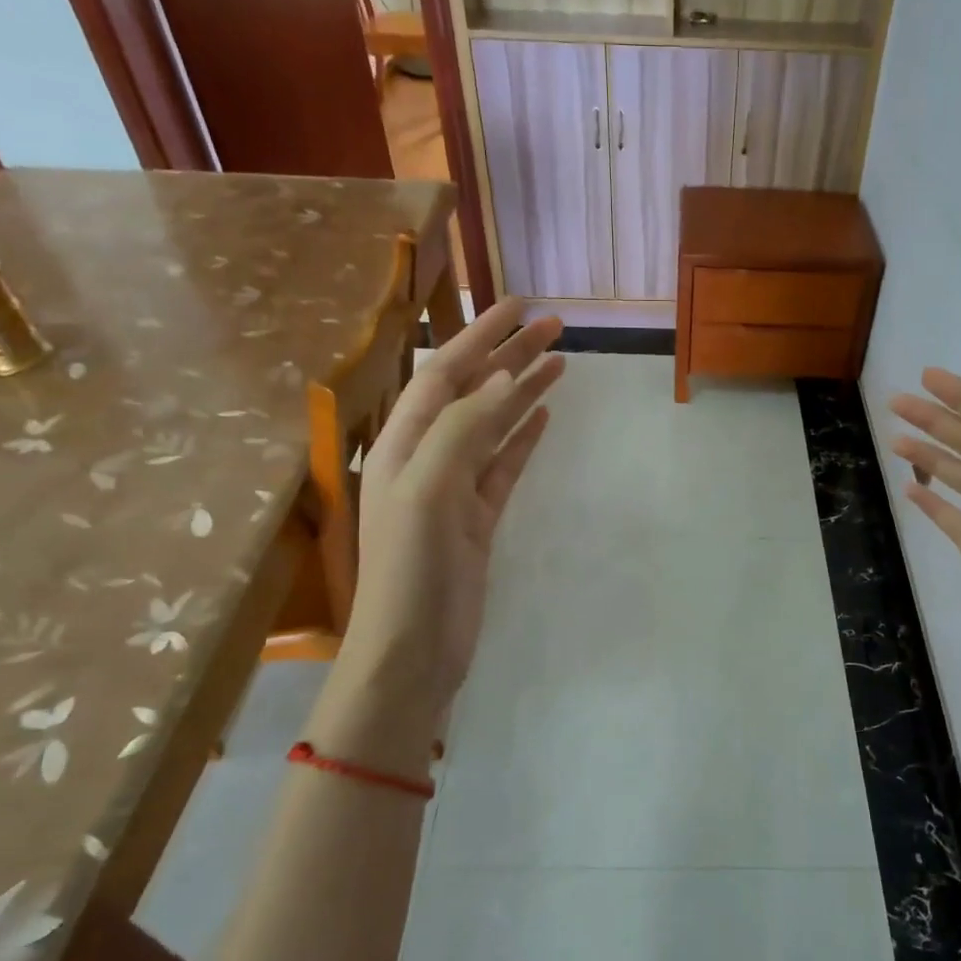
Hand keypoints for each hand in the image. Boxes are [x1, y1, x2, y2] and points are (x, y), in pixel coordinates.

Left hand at [343, 297, 564, 735]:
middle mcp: (425, 458)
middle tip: (554, 326)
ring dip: (521, 392)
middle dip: (509, 356)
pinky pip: (502, 466)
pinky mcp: (476, 519)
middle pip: (472, 393)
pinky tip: (542, 416)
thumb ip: (463, 431)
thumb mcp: (428, 492)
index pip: (444, 374)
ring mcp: (453, 490)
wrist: (411, 653)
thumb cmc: (411, 571)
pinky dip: (522, 438)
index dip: (480, 337)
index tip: (520, 307)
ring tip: (559, 362)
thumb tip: (504, 379)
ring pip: (492, 426)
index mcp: (402, 445)